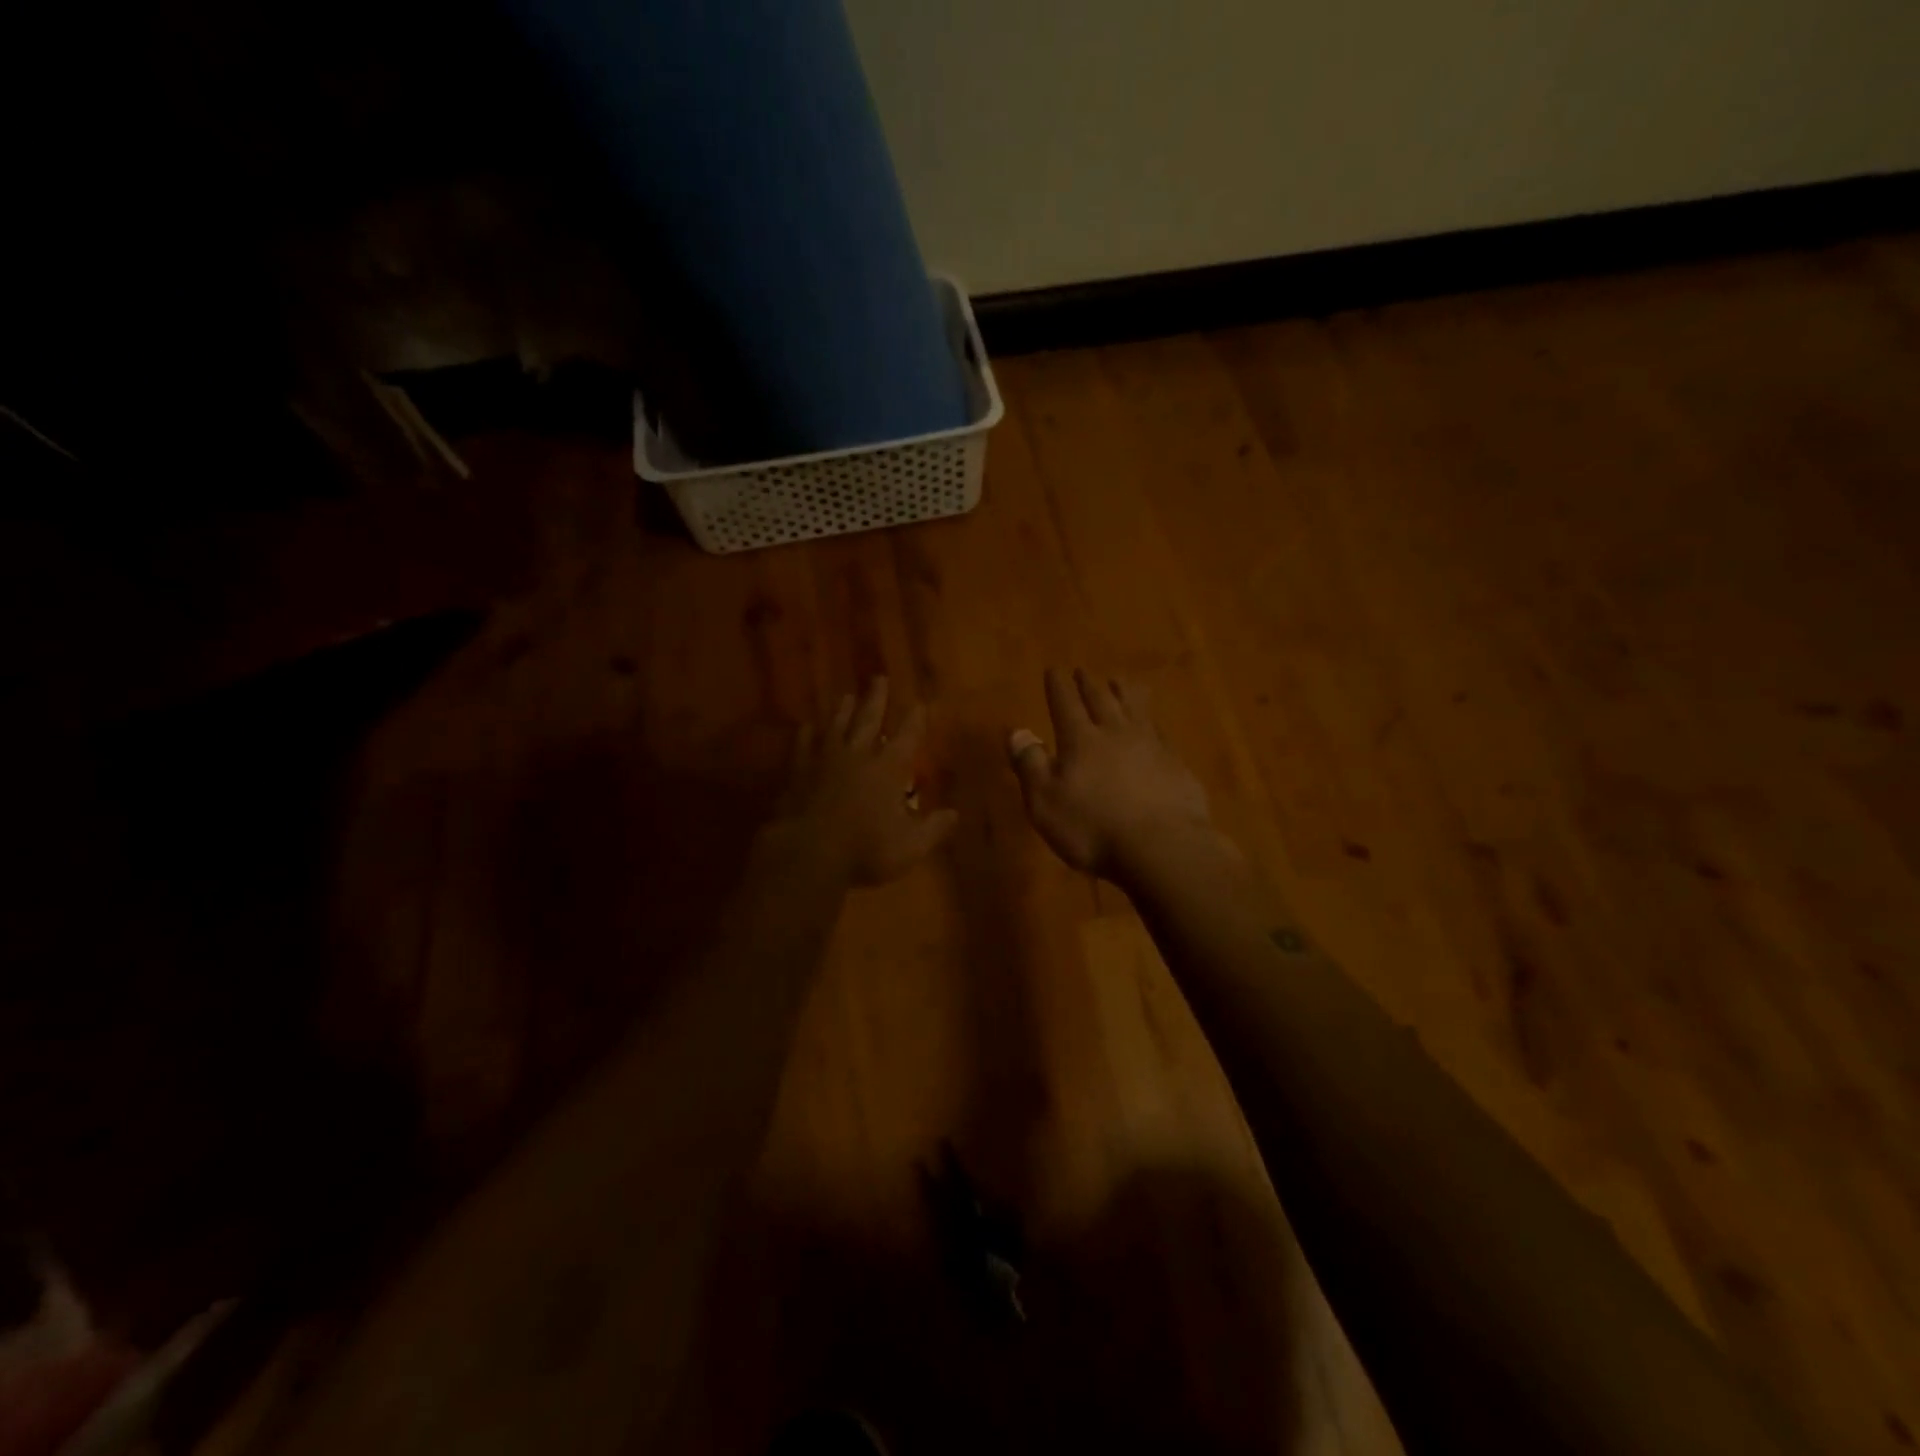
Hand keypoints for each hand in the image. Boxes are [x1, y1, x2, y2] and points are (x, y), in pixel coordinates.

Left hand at [770, 677, 958, 885]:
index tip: (920, 703)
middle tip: (879, 678)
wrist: (808, 853)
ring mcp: (824, 762)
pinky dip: (806, 735)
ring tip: (847, 696)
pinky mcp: (798, 774)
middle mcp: (858, 756)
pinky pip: (803, 747)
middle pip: (868, 720)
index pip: (906, 737)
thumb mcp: (911, 846)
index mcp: (888, 769)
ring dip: (842, 711)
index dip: (915, 720)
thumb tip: (954, 814)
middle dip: (877, 699)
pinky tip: (806, 726)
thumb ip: (934, 828)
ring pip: (835, 727)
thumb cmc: (866, 850)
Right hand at [1008, 668, 1213, 881]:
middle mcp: (1116, 734)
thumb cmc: (1093, 828)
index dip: (1058, 687)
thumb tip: (1018, 731)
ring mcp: (1151, 747)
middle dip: (1089, 684)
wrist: (1163, 848)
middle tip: (1084, 670)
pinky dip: (1153, 722)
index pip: (1065, 704)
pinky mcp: (1177, 766)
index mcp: (1081, 740)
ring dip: (1125, 692)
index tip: (1054, 669)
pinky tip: (1154, 725)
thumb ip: (1030, 765)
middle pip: (1101, 700)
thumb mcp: (1045, 802)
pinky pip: (1161, 733)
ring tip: (1120, 680)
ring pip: (1136, 709)